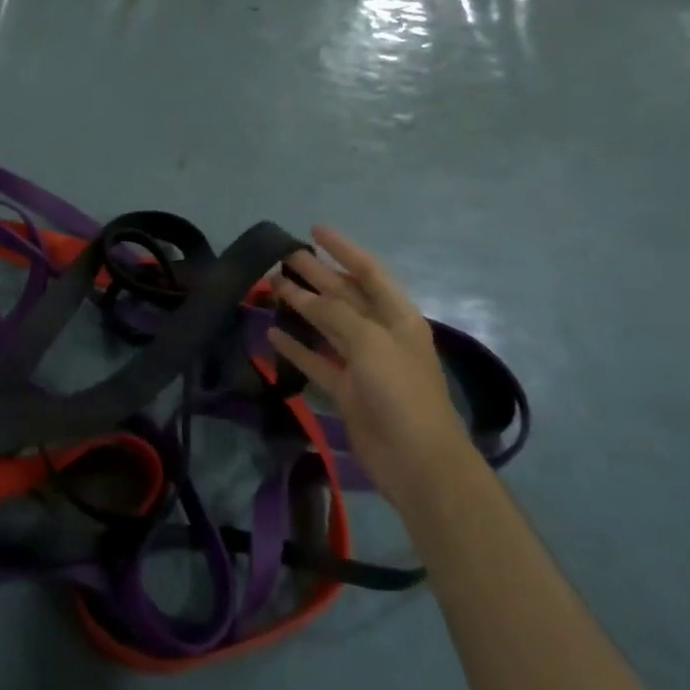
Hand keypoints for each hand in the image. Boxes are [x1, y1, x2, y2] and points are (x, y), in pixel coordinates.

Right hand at [269, 226, 469, 508]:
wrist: (417, 460)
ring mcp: (363, 363)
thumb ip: (337, 313)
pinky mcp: (347, 389)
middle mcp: (380, 334)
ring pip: (327, 325)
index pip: (368, 271)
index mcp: (397, 317)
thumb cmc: (401, 392)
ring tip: (272, 287)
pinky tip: (272, 334)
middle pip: (344, 295)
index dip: (343, 249)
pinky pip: (316, 360)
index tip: (314, 230)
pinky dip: (296, 347)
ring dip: (302, 306)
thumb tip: (306, 296)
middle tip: (283, 257)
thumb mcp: (371, 343)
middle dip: (316, 274)